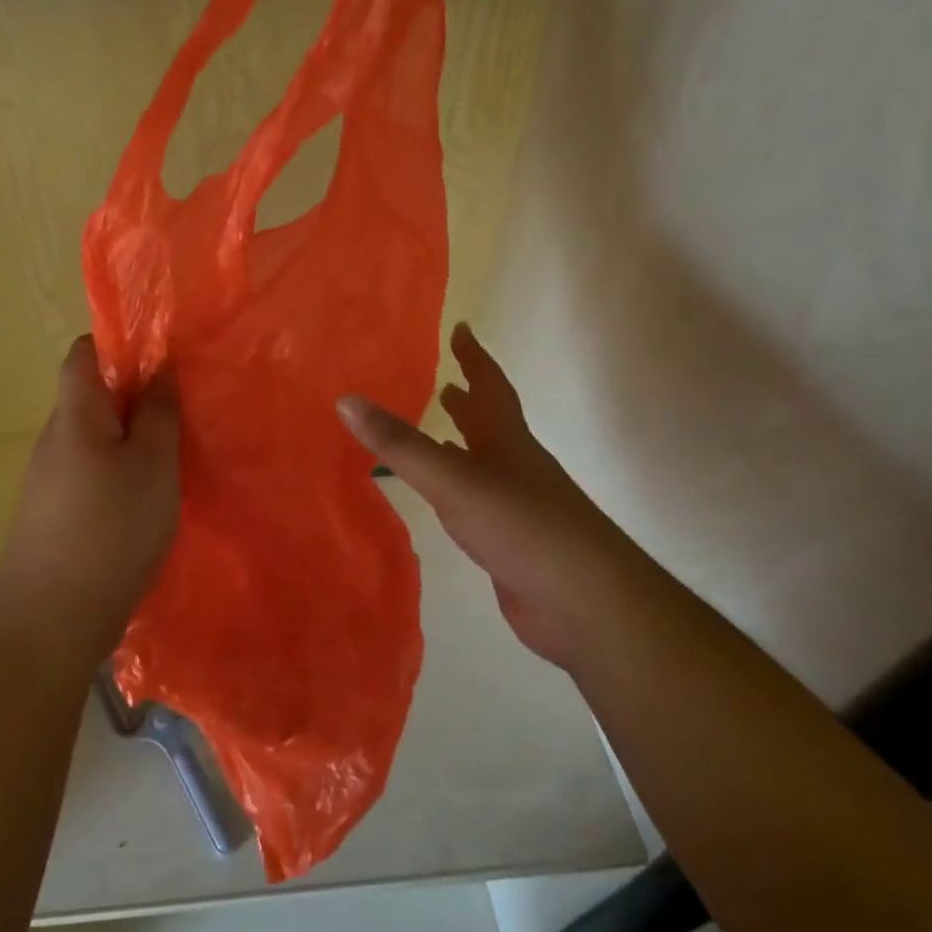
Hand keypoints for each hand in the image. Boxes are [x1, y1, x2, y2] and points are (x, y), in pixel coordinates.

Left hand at [0, 335, 180, 670]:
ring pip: (95, 440)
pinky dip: (119, 475)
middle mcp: (54, 440)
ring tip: (174, 458)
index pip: (83, 353)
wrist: (50, 622)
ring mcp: (49, 480)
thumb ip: (158, 413)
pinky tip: (147, 502)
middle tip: (183, 413)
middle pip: (92, 397)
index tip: (162, 358)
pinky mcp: (53, 515)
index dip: (118, 343)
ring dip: (131, 441)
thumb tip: (159, 368)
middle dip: (136, 398)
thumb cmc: (110, 530)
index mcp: (75, 415)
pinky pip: (91, 474)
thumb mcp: (152, 465)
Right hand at [336, 323, 640, 667]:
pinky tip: (443, 500)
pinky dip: (458, 489)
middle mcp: (515, 465)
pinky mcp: (512, 541)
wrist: (585, 603)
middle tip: (441, 384)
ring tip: (433, 433)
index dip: (473, 356)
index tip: (461, 328)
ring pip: (484, 462)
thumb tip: (346, 399)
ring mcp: (517, 505)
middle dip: (467, 400)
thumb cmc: (522, 525)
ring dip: (462, 444)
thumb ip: (400, 443)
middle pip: (490, 422)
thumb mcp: (453, 479)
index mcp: (506, 440)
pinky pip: (477, 501)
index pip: (489, 385)